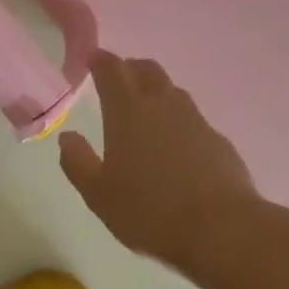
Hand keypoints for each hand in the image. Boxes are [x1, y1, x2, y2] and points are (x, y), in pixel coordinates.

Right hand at [59, 52, 258, 268]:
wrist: (221, 229)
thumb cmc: (148, 211)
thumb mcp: (98, 194)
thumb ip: (77, 162)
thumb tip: (68, 137)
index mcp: (128, 112)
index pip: (112, 70)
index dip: (100, 60)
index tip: (91, 59)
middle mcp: (163, 106)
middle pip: (147, 71)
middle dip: (130, 68)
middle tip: (117, 79)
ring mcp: (196, 121)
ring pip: (172, 92)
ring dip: (155, 91)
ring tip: (144, 109)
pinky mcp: (218, 141)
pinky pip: (192, 119)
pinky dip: (177, 121)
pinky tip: (174, 145)